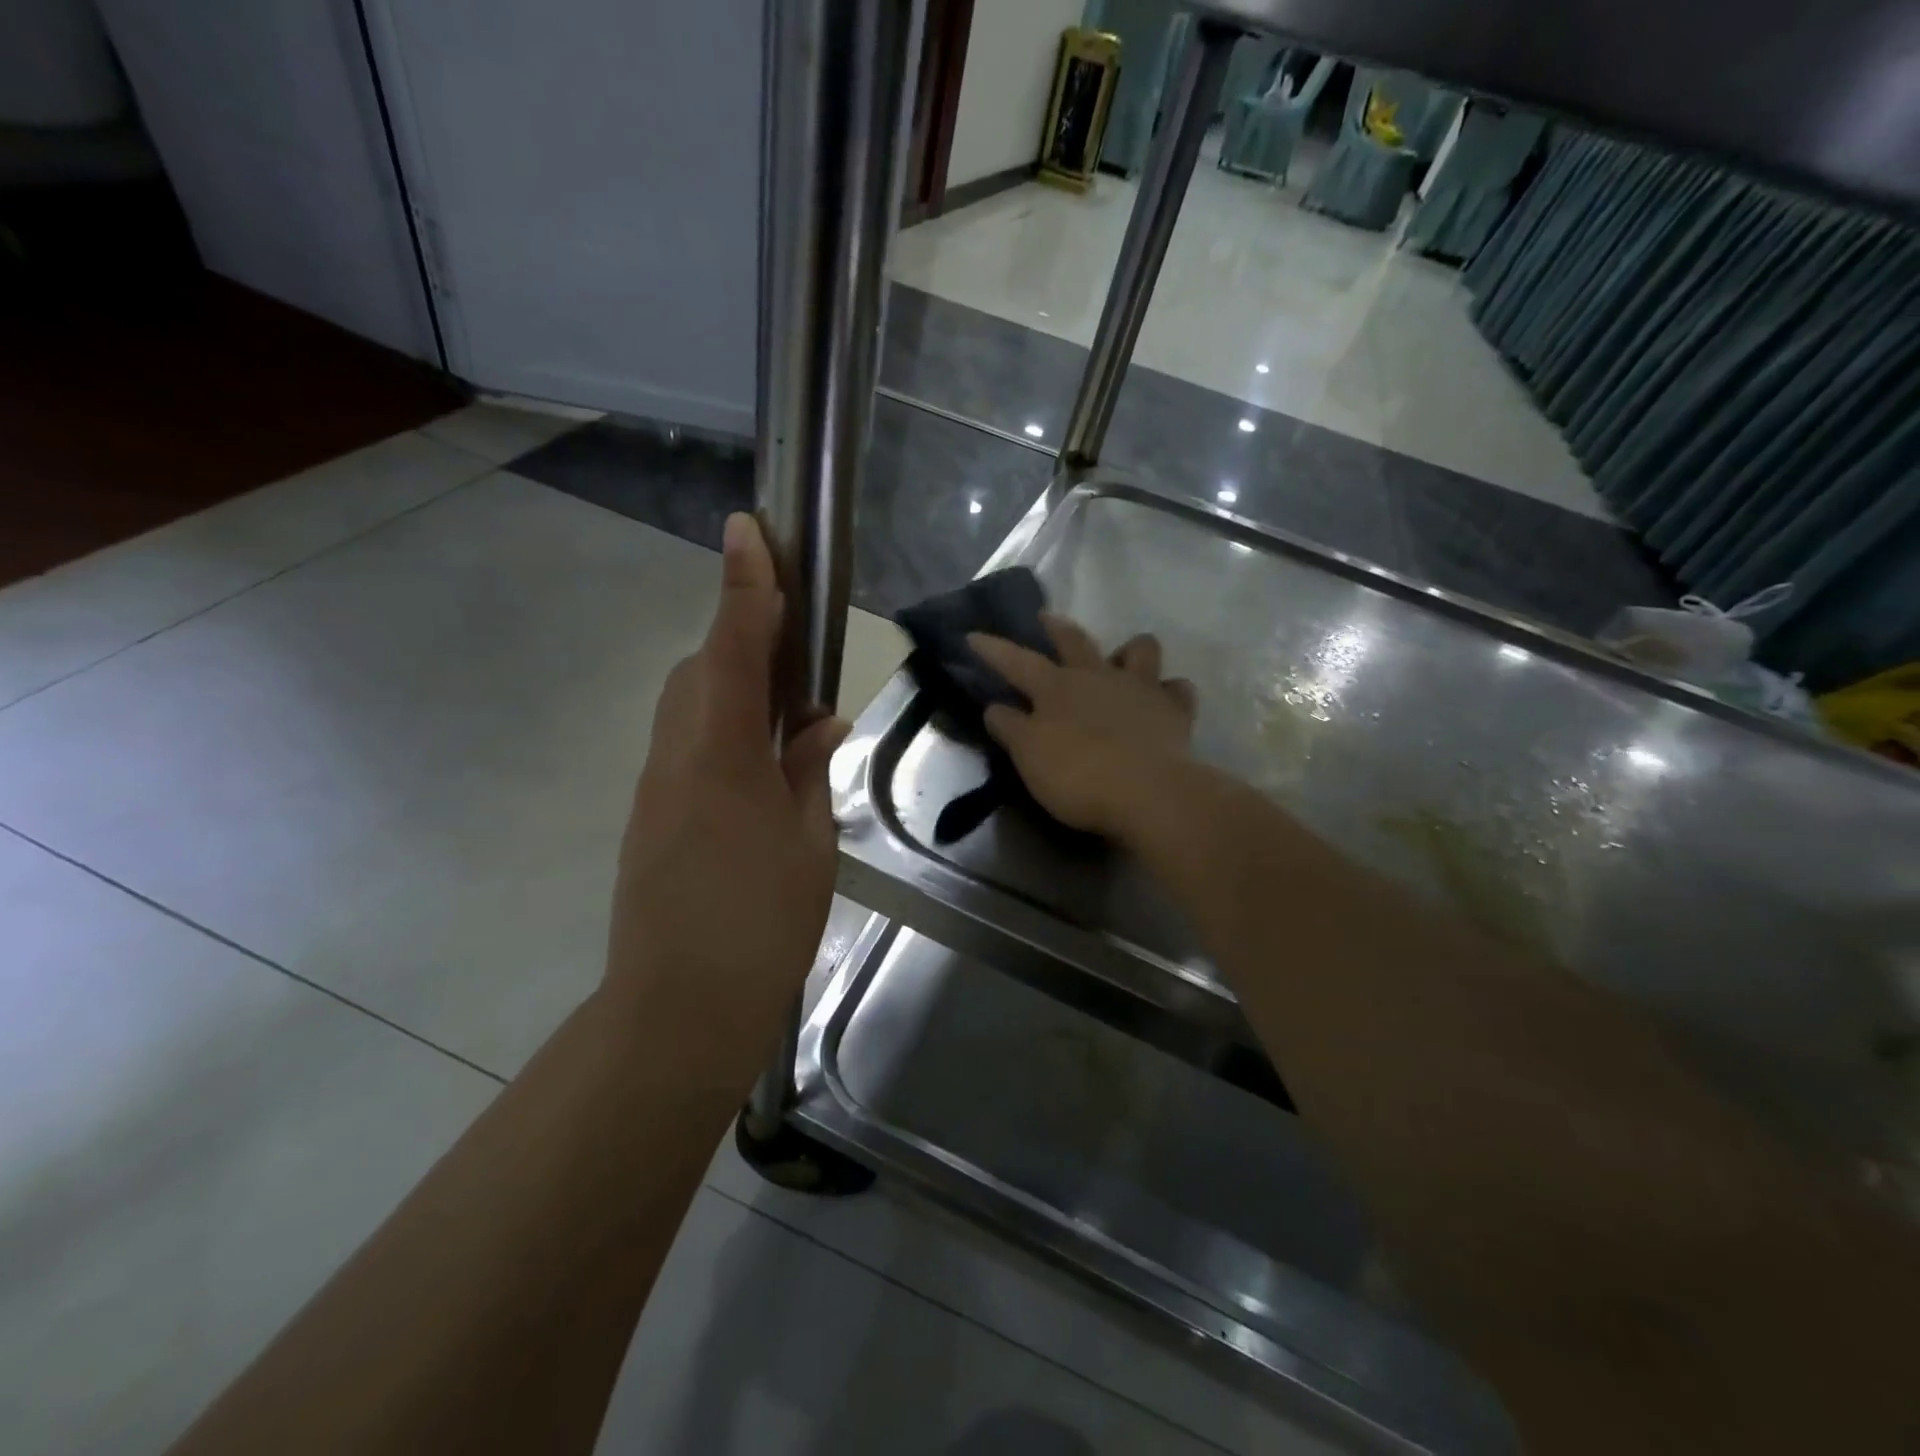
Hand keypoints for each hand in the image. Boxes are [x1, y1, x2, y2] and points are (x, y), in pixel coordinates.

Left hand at [604, 513, 847, 1093]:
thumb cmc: (760, 926)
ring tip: (788, 711)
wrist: (679, 1010)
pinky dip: (725, 732)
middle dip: (743, 641)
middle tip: (794, 649)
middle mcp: (676, 756)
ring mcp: (656, 787)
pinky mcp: (651, 816)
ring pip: (692, 707)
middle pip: (702, 670)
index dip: (745, 587)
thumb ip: (808, 771)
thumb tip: (816, 724)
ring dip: (734, 688)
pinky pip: (689, 746)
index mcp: (720, 755)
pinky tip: (764, 765)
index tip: (748, 529)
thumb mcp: (808, 843)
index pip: (733, 649)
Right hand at [968, 613, 1195, 842]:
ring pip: (1140, 650)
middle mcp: (1097, 676)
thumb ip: (1010, 729)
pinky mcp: (1175, 711)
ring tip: (1122, 660)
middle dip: (1057, 627)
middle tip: (1046, 617)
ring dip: (1129, 651)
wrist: (1148, 793)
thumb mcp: (1029, 757)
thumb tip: (995, 707)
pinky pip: (1178, 690)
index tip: (973, 635)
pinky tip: (1164, 701)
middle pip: (1075, 641)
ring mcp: (1141, 689)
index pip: (1016, 661)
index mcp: (1057, 688)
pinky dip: (1169, 692)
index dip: (993, 649)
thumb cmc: (1079, 776)